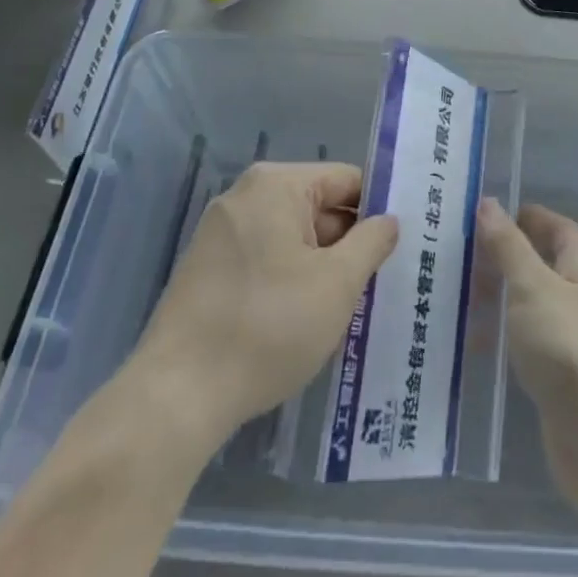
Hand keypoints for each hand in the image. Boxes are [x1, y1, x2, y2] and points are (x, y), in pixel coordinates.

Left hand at [123, 162, 397, 446]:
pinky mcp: (207, 268)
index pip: (347, 180)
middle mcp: (244, 196)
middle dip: (349, 243)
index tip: (400, 247)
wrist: (177, 396)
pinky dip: (290, 280)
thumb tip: (388, 221)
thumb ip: (372, 242)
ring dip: (321, 266)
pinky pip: (265, 258)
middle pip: (319, 206)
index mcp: (276, 185)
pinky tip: (303, 320)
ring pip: (293, 237)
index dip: (378, 211)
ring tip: (347, 308)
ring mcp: (220, 232)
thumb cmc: (268, 327)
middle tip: (379, 284)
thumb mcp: (337, 284)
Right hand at [477, 198, 577, 513]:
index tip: (476, 215)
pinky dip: (500, 341)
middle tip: (450, 260)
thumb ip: (508, 246)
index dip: (519, 217)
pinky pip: (526, 345)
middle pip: (538, 265)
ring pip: (528, 306)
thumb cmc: (572, 349)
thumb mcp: (533, 287)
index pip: (552, 225)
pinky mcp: (562, 377)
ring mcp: (573, 339)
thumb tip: (488, 203)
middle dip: (498, 260)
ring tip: (447, 301)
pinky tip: (468, 349)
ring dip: (494, 301)